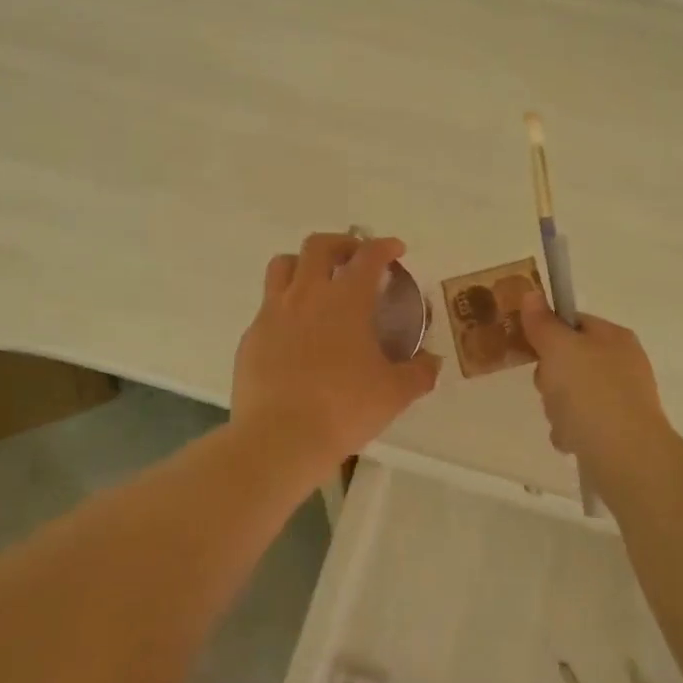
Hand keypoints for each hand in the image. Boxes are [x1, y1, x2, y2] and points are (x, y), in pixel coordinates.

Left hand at [232, 233, 441, 470]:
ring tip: (318, 283)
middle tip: (355, 259)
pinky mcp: (251, 337)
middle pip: (318, 245)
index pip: (368, 255)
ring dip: (304, 264)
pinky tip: (296, 334)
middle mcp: (307, 295)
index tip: (395, 250)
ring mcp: (273, 313)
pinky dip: (285, 306)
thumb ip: (419, 372)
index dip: (384, 246)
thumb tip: (432, 362)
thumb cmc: (343, 409)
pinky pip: (267, 306)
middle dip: (341, 243)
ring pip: (283, 265)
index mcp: (346, 300)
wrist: (279, 439)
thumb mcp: (395, 393)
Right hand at [519, 292, 675, 477]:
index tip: (533, 349)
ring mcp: (622, 399)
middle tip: (550, 388)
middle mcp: (622, 364)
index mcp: (614, 337)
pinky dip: (571, 431)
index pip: (573, 322)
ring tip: (563, 420)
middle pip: (569, 361)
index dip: (548, 333)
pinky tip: (571, 440)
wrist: (627, 457)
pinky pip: (581, 424)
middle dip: (550, 378)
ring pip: (571, 395)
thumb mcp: (560, 349)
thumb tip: (532, 293)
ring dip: (557, 408)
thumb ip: (543, 323)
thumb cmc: (592, 393)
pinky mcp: (619, 432)